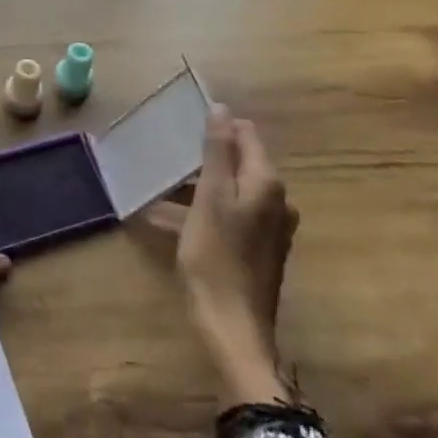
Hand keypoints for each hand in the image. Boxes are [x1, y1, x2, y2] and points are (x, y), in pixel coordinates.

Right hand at [147, 107, 299, 407]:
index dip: (215, 128)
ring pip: (231, 190)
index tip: (182, 132)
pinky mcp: (260, 249)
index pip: (245, 134)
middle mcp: (277, 199)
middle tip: (166, 163)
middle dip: (202, 159)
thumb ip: (217, 152)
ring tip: (160, 192)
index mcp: (266, 182)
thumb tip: (222, 109)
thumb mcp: (209, 198)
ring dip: (198, 187)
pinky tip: (173, 222)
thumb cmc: (215, 258)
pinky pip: (231, 215)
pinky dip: (205, 211)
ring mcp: (271, 227)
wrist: (234, 329)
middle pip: (237, 162)